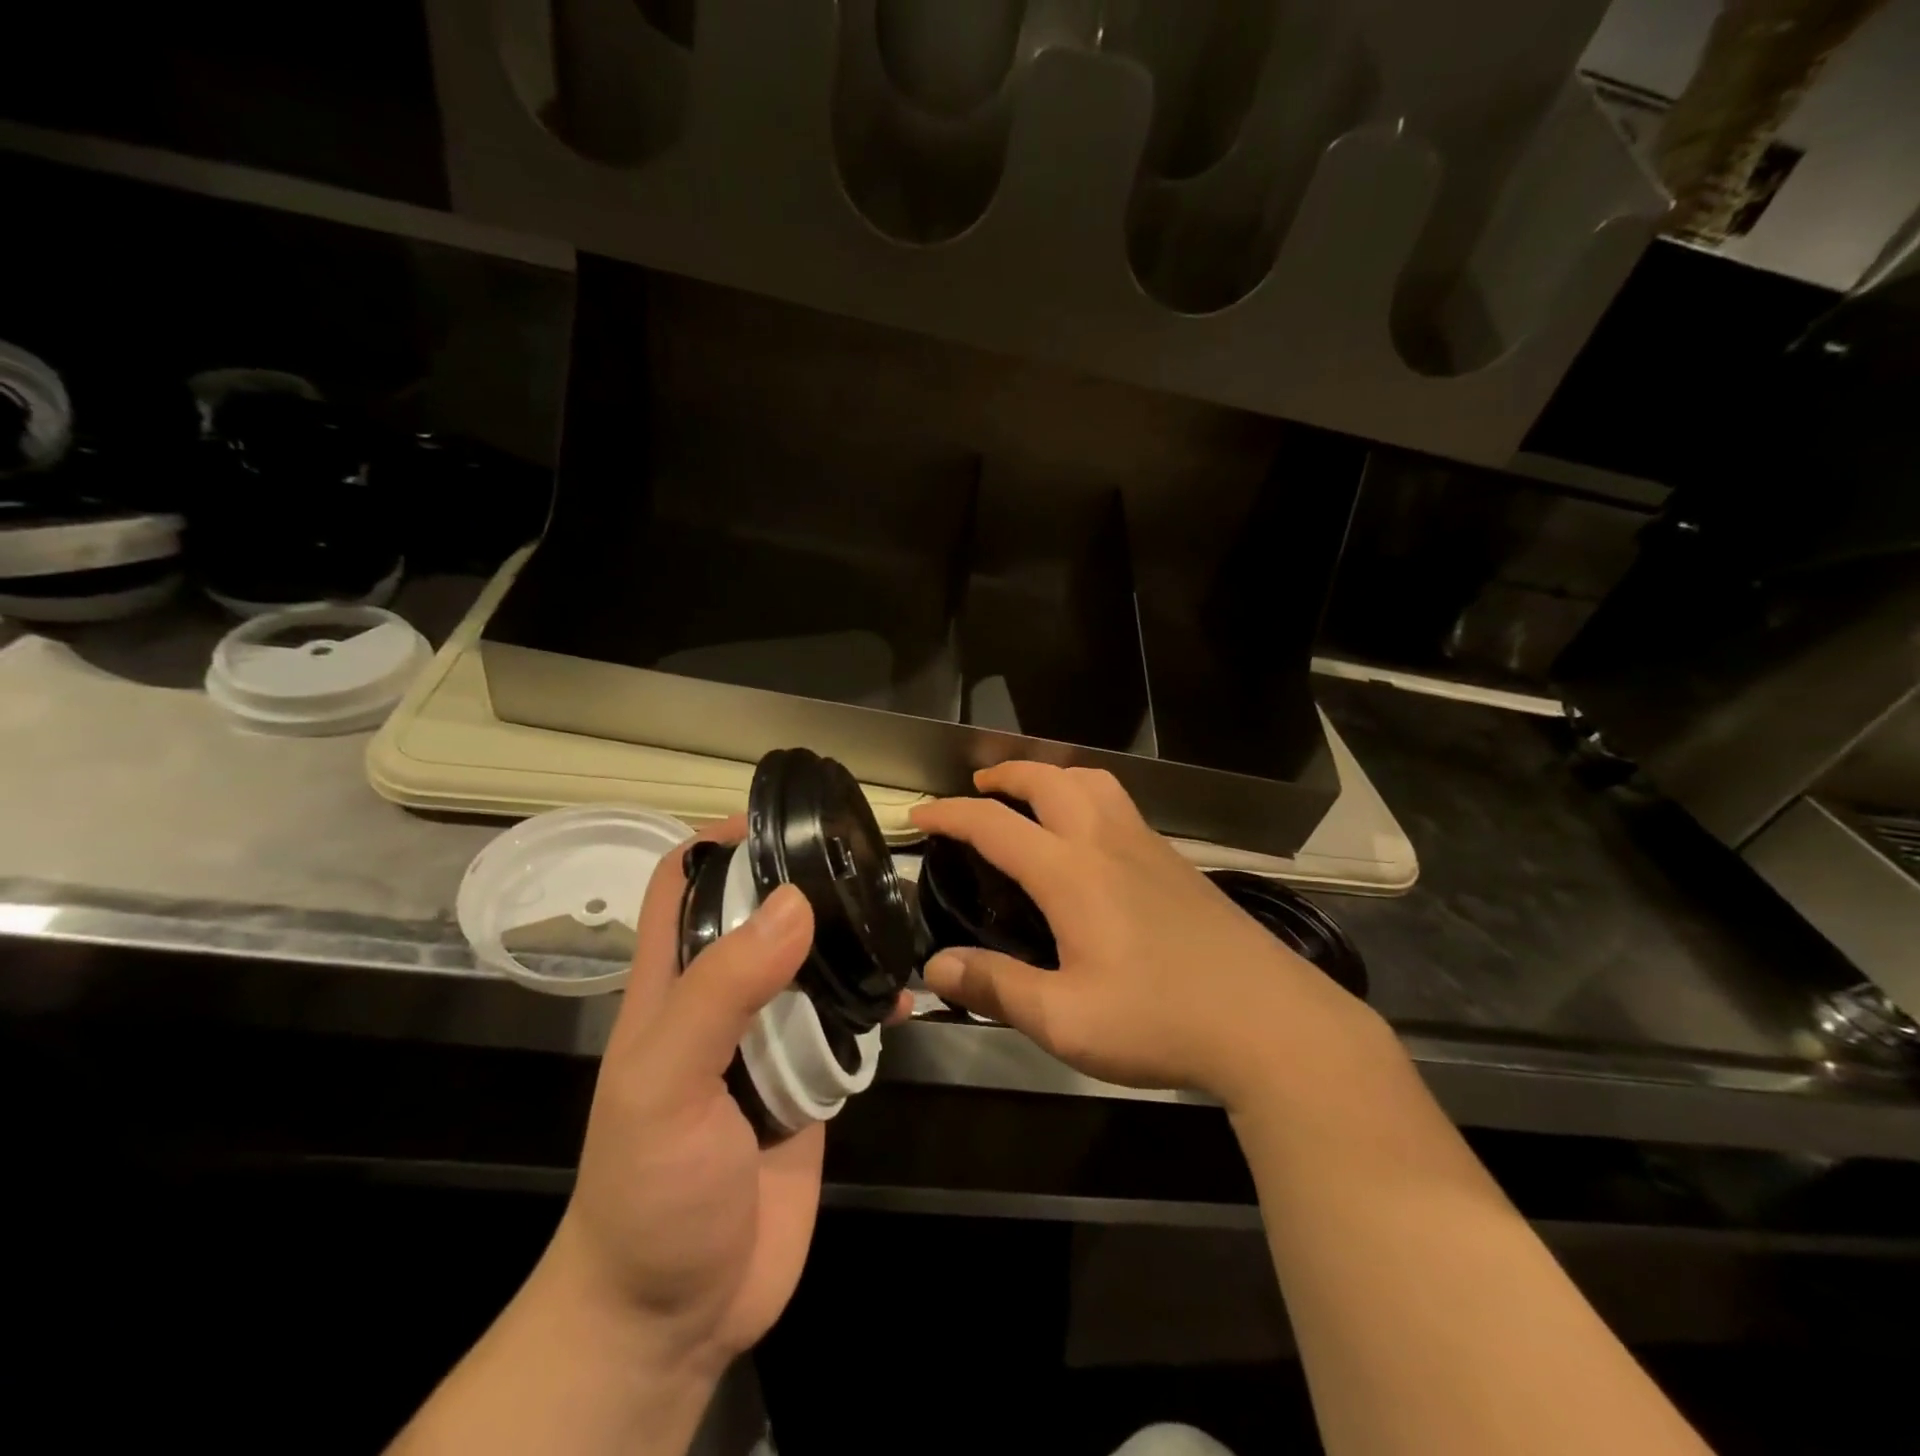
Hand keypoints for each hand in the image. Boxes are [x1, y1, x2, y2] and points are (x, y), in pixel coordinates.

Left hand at [543, 816, 907, 1377]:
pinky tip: (909, 994)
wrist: (680, 1312)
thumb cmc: (652, 1191)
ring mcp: (770, 1040)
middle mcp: (723, 1000)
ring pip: (812, 965)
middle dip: (803, 881)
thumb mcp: (666, 1084)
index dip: (719, 842)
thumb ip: (723, 991)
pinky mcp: (811, 1078)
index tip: (778, 817)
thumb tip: (796, 903)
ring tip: (896, 911)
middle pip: (762, 915)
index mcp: (672, 985)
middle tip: (861, 857)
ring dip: (848, 940)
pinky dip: (876, 1001)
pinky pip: (847, 1023)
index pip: (684, 886)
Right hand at [912, 764, 1381, 1106]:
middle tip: (976, 790)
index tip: (918, 815)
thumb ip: (997, 988)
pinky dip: (1086, 795)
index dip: (949, 814)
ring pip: (1093, 781)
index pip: (994, 825)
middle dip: (1004, 774)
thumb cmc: (1160, 1021)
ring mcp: (1148, 846)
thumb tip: (935, 968)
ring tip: (1031, 797)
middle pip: (1049, 779)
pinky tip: (1088, 837)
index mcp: (1072, 873)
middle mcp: (1107, 842)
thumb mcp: (1065, 1020)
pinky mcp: (1177, 862)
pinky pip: (1120, 804)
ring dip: (1052, 775)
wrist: (1269, 1022)